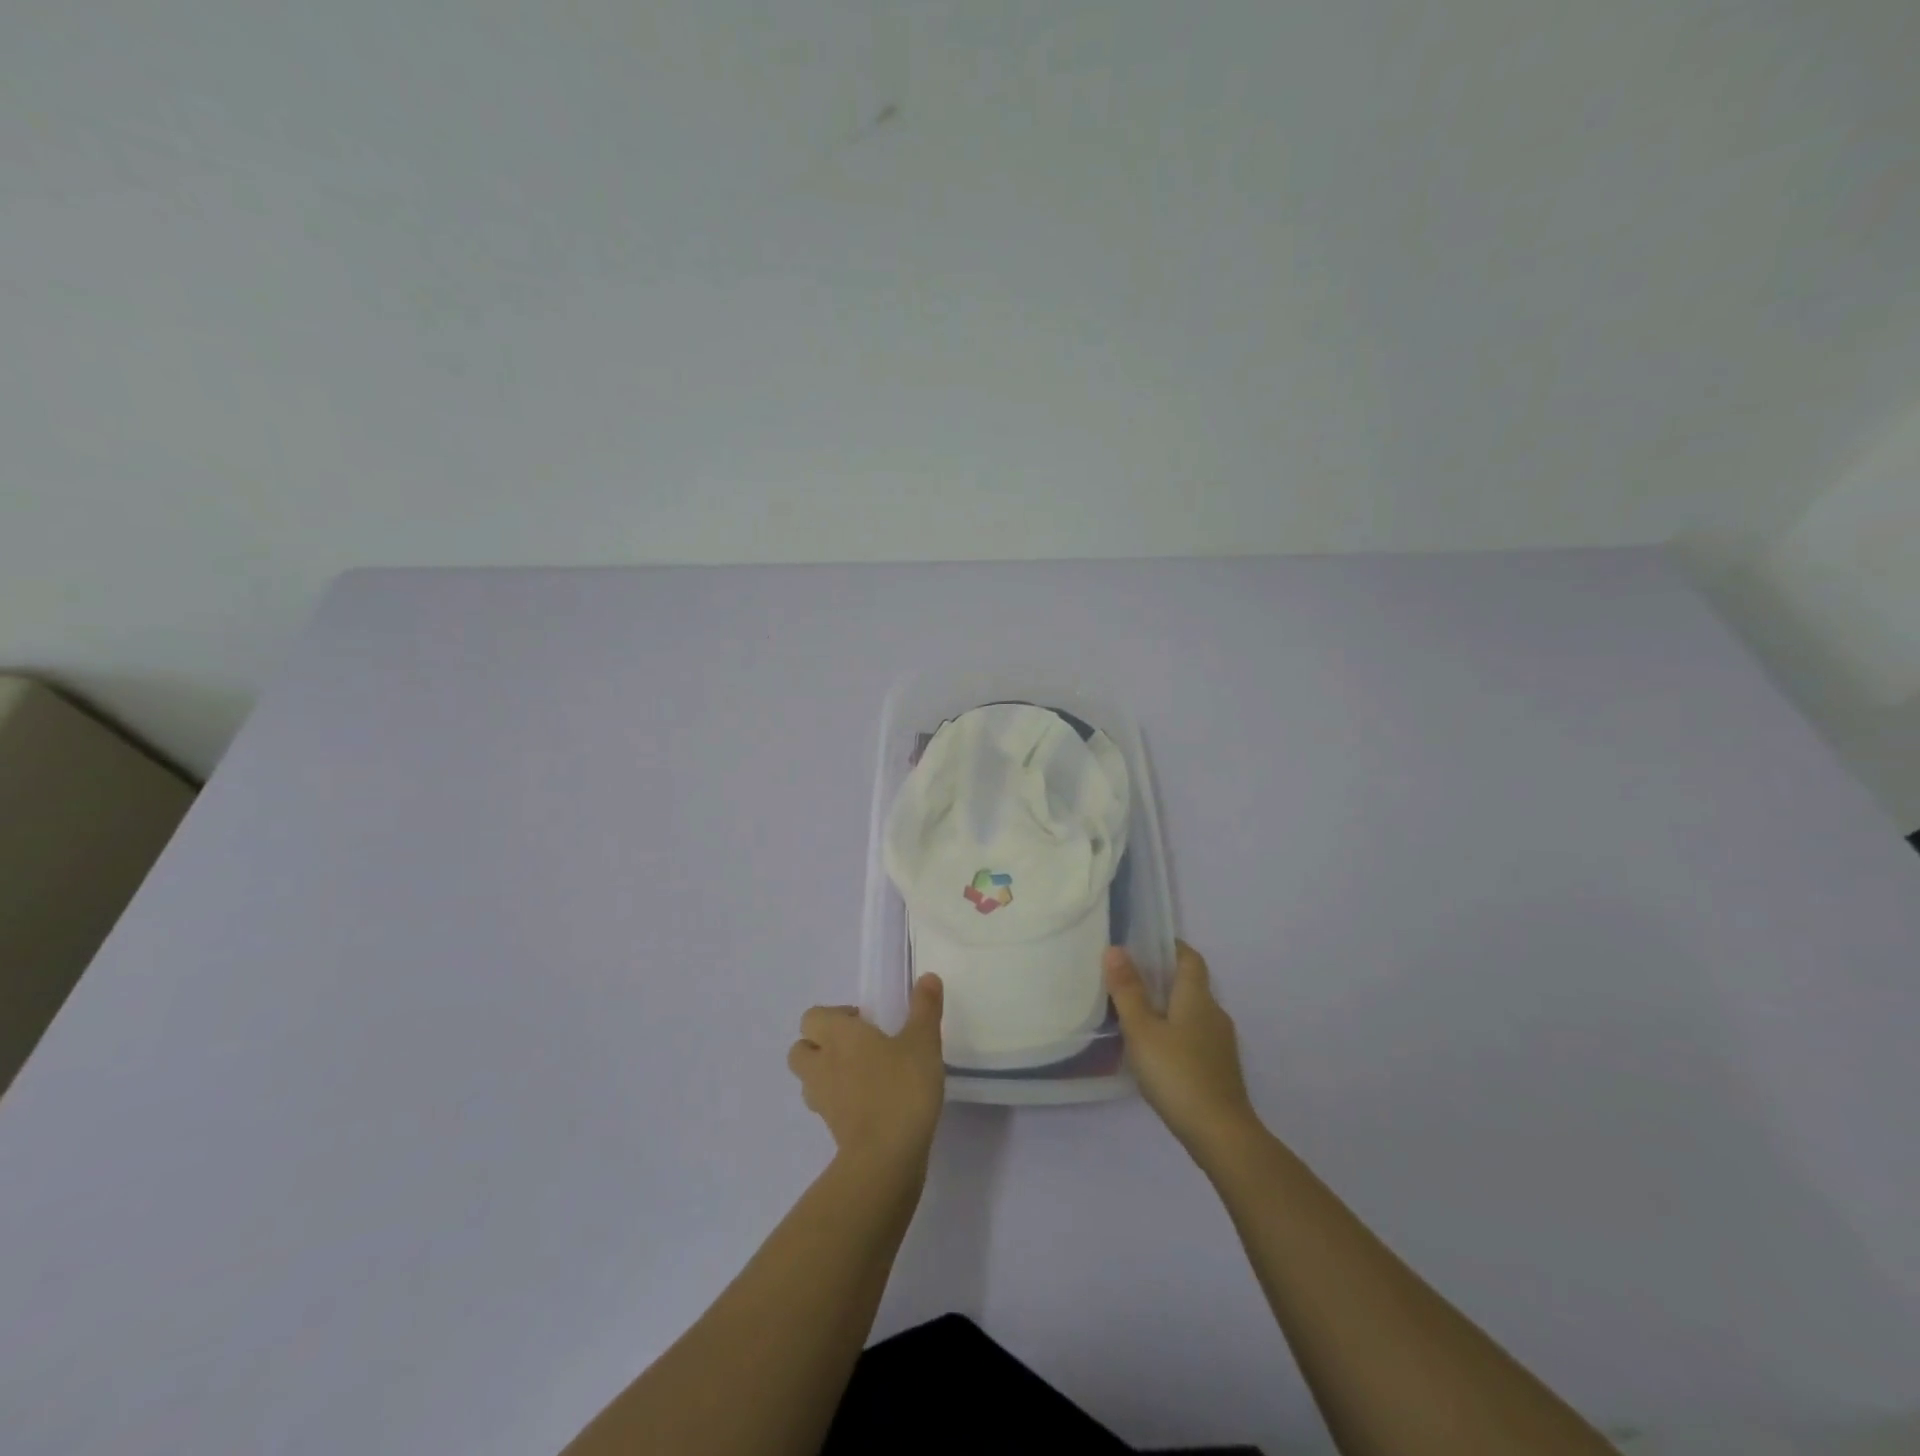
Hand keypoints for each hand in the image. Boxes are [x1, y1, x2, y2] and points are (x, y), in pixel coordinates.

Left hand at [788, 975, 945, 1178]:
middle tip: (858, 1046)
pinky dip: (840, 1101)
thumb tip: (928, 977)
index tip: (865, 1022)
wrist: (886, 1157)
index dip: (834, 1016)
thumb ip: (925, 1008)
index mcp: (838, 1036)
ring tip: (863, 1075)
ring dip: (827, 1073)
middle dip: (821, 1044)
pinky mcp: (832, 1129)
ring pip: (810, 1079)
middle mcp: (822, 1064)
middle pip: (801, 1049)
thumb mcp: (923, 1041)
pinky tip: (871, 1103)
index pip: (812, 1017)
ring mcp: (823, 1100)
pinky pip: (827, 1106)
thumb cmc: (901, 1088)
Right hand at [1106, 941, 1261, 1165]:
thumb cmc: (1177, 1074)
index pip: (1189, 957)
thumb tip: (1115, 949)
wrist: (1221, 1135)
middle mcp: (1214, 1013)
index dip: (1169, 947)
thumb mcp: (1142, 1030)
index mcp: (1197, 997)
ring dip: (1167, 1008)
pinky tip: (1154, 1052)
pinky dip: (1174, 1033)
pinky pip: (1194, 1036)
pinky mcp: (1219, 1068)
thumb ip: (1128, 990)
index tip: (1142, 945)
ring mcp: (1220, 1043)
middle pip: (1189, 984)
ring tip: (1134, 1016)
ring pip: (1191, 1012)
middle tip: (1126, 980)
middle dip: (1161, 978)